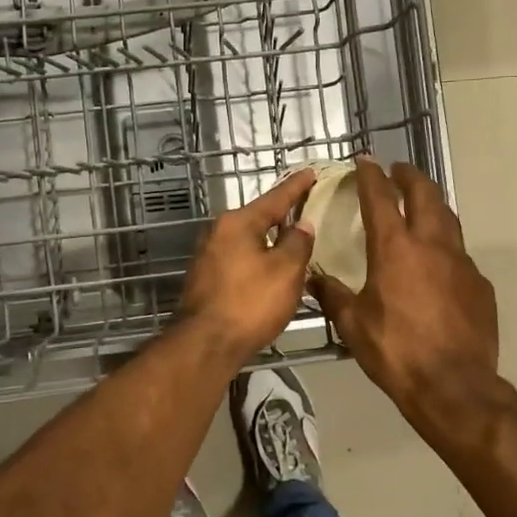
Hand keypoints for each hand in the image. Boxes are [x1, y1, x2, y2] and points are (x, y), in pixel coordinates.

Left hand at [178, 169, 317, 363]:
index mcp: (238, 222)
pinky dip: (258, 258)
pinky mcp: (206, 279)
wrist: (206, 344)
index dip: (296, 186)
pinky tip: (271, 268)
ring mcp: (208, 256)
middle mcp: (218, 232)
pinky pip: (239, 259)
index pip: (275, 198)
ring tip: (294, 239)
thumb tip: (302, 224)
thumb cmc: (250, 302)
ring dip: (269, 240)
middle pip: (257, 217)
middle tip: (306, 207)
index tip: (310, 172)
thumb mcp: (286, 271)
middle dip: (281, 214)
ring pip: (247, 240)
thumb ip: (298, 243)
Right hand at [312, 159, 500, 428]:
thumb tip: (314, 279)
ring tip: (420, 205)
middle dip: (410, 176)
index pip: (380, 198)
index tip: (365, 160)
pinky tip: (437, 263)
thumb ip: (333, 295)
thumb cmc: (395, 351)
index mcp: (395, 248)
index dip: (370, 175)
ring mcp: (461, 263)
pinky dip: (445, 246)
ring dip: (432, 204)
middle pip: (425, 193)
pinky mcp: (480, 284)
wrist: (454, 386)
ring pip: (448, 218)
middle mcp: (431, 244)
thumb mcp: (352, 324)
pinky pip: (460, 254)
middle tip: (398, 172)